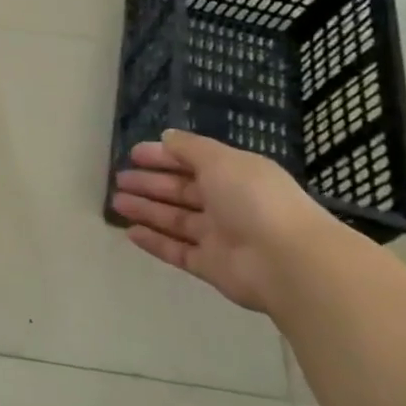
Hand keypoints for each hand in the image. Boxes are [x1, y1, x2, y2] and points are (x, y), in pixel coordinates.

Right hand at [112, 130, 336, 311]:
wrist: (288, 262)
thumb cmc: (254, 199)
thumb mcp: (220, 160)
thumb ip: (189, 148)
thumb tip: (166, 138)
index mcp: (234, 175)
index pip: (192, 162)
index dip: (163, 156)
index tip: (133, 154)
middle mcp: (227, 204)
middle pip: (181, 191)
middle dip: (150, 184)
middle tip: (120, 179)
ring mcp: (219, 237)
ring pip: (176, 220)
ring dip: (146, 210)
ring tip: (117, 202)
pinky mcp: (211, 267)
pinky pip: (177, 251)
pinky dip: (154, 242)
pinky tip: (130, 232)